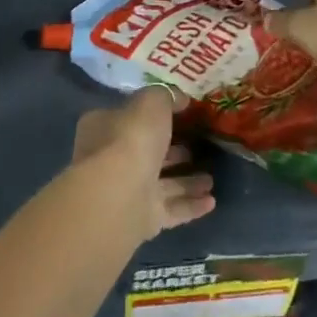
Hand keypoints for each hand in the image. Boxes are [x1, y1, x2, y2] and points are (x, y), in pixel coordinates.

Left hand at [73, 86, 215, 240]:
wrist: (118, 195)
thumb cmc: (131, 139)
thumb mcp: (150, 103)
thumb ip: (165, 97)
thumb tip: (179, 98)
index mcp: (105, 128)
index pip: (130, 118)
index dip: (155, 117)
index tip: (183, 116)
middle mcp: (111, 160)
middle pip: (148, 153)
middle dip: (175, 152)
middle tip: (201, 149)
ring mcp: (126, 192)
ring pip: (161, 184)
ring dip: (187, 182)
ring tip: (212, 179)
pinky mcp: (141, 219)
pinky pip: (171, 209)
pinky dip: (190, 205)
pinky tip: (212, 202)